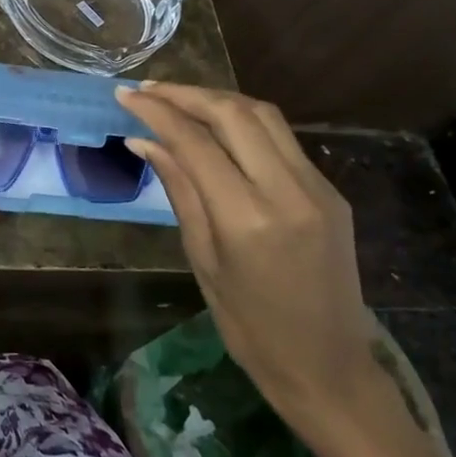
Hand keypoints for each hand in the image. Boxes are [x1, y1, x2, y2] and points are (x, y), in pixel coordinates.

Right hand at [116, 82, 381, 441]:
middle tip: (147, 90)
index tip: (125, 95)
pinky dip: (243, 121)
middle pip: (234, 113)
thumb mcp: (203, 259)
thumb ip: (179, 190)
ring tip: (178, 99)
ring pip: (264, 116)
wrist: (328, 366)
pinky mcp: (331, 191)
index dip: (157, 112)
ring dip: (217, 99)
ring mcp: (317, 187)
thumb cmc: (249, 327)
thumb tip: (144, 140)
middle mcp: (288, 191)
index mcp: (248, 218)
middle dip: (186, 93)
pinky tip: (217, 127)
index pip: (196, 142)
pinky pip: (282, 139)